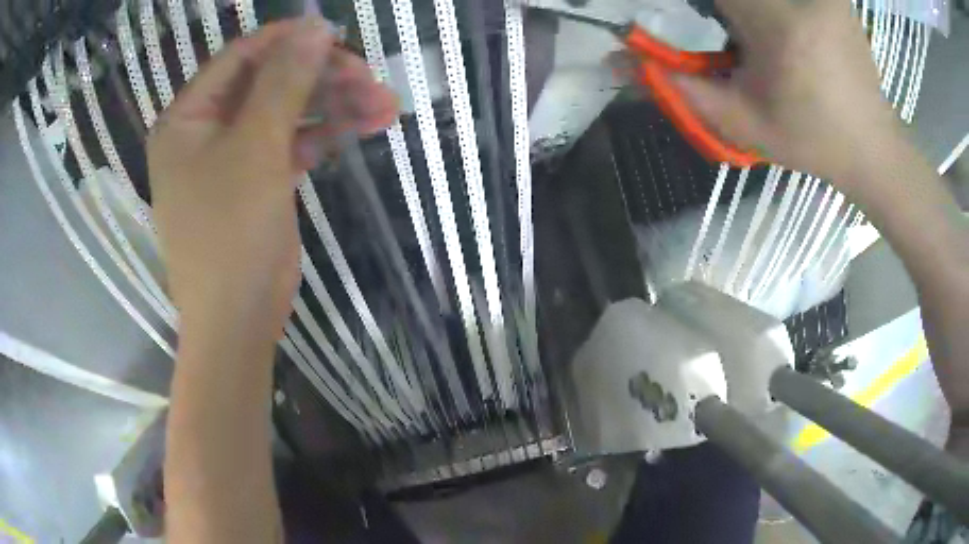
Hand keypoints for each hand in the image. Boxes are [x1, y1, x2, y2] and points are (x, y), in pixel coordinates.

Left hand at [148, 17, 396, 344]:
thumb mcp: (254, 149)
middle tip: (368, 77)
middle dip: (319, 78)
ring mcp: (231, 157)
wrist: (237, 322)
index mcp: (186, 119)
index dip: (286, 40)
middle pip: (266, 84)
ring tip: (384, 106)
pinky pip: (289, 143)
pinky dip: (323, 135)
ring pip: (284, 113)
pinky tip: (361, 128)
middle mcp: (204, 132)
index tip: (336, 35)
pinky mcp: (255, 181)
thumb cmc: (230, 234)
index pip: (238, 58)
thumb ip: (282, 82)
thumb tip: (314, 27)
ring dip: (332, 106)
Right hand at [674, 0, 901, 182]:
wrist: (871, 146)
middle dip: (720, 8)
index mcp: (779, 26)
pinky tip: (779, 31)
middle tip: (731, 41)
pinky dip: (770, 9)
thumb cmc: (809, 141)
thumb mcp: (740, 122)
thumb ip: (677, 86)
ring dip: (744, 10)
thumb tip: (619, 59)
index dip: (697, 3)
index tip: (696, 19)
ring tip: (757, 42)